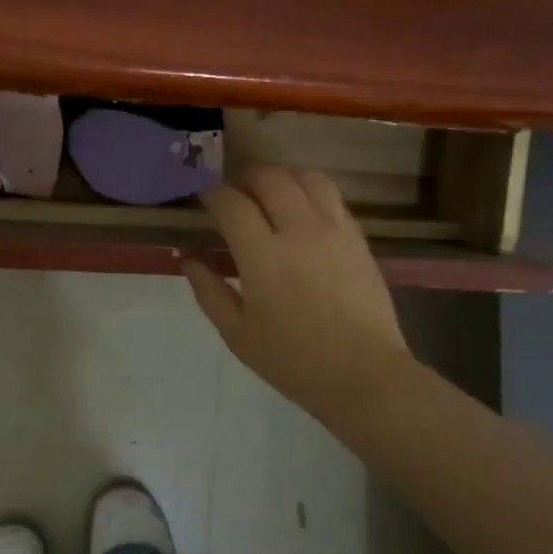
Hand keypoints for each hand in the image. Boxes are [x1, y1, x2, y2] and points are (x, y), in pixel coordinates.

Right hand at [184, 167, 413, 419]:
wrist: (363, 376)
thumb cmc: (292, 360)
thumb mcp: (237, 333)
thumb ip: (208, 291)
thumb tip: (188, 259)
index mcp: (263, 255)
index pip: (231, 203)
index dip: (212, 194)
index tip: (203, 199)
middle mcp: (299, 230)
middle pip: (270, 178)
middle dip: (246, 178)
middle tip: (234, 193)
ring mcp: (334, 231)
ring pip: (307, 178)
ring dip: (282, 178)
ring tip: (270, 195)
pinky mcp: (358, 239)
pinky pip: (333, 198)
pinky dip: (310, 194)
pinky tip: (302, 214)